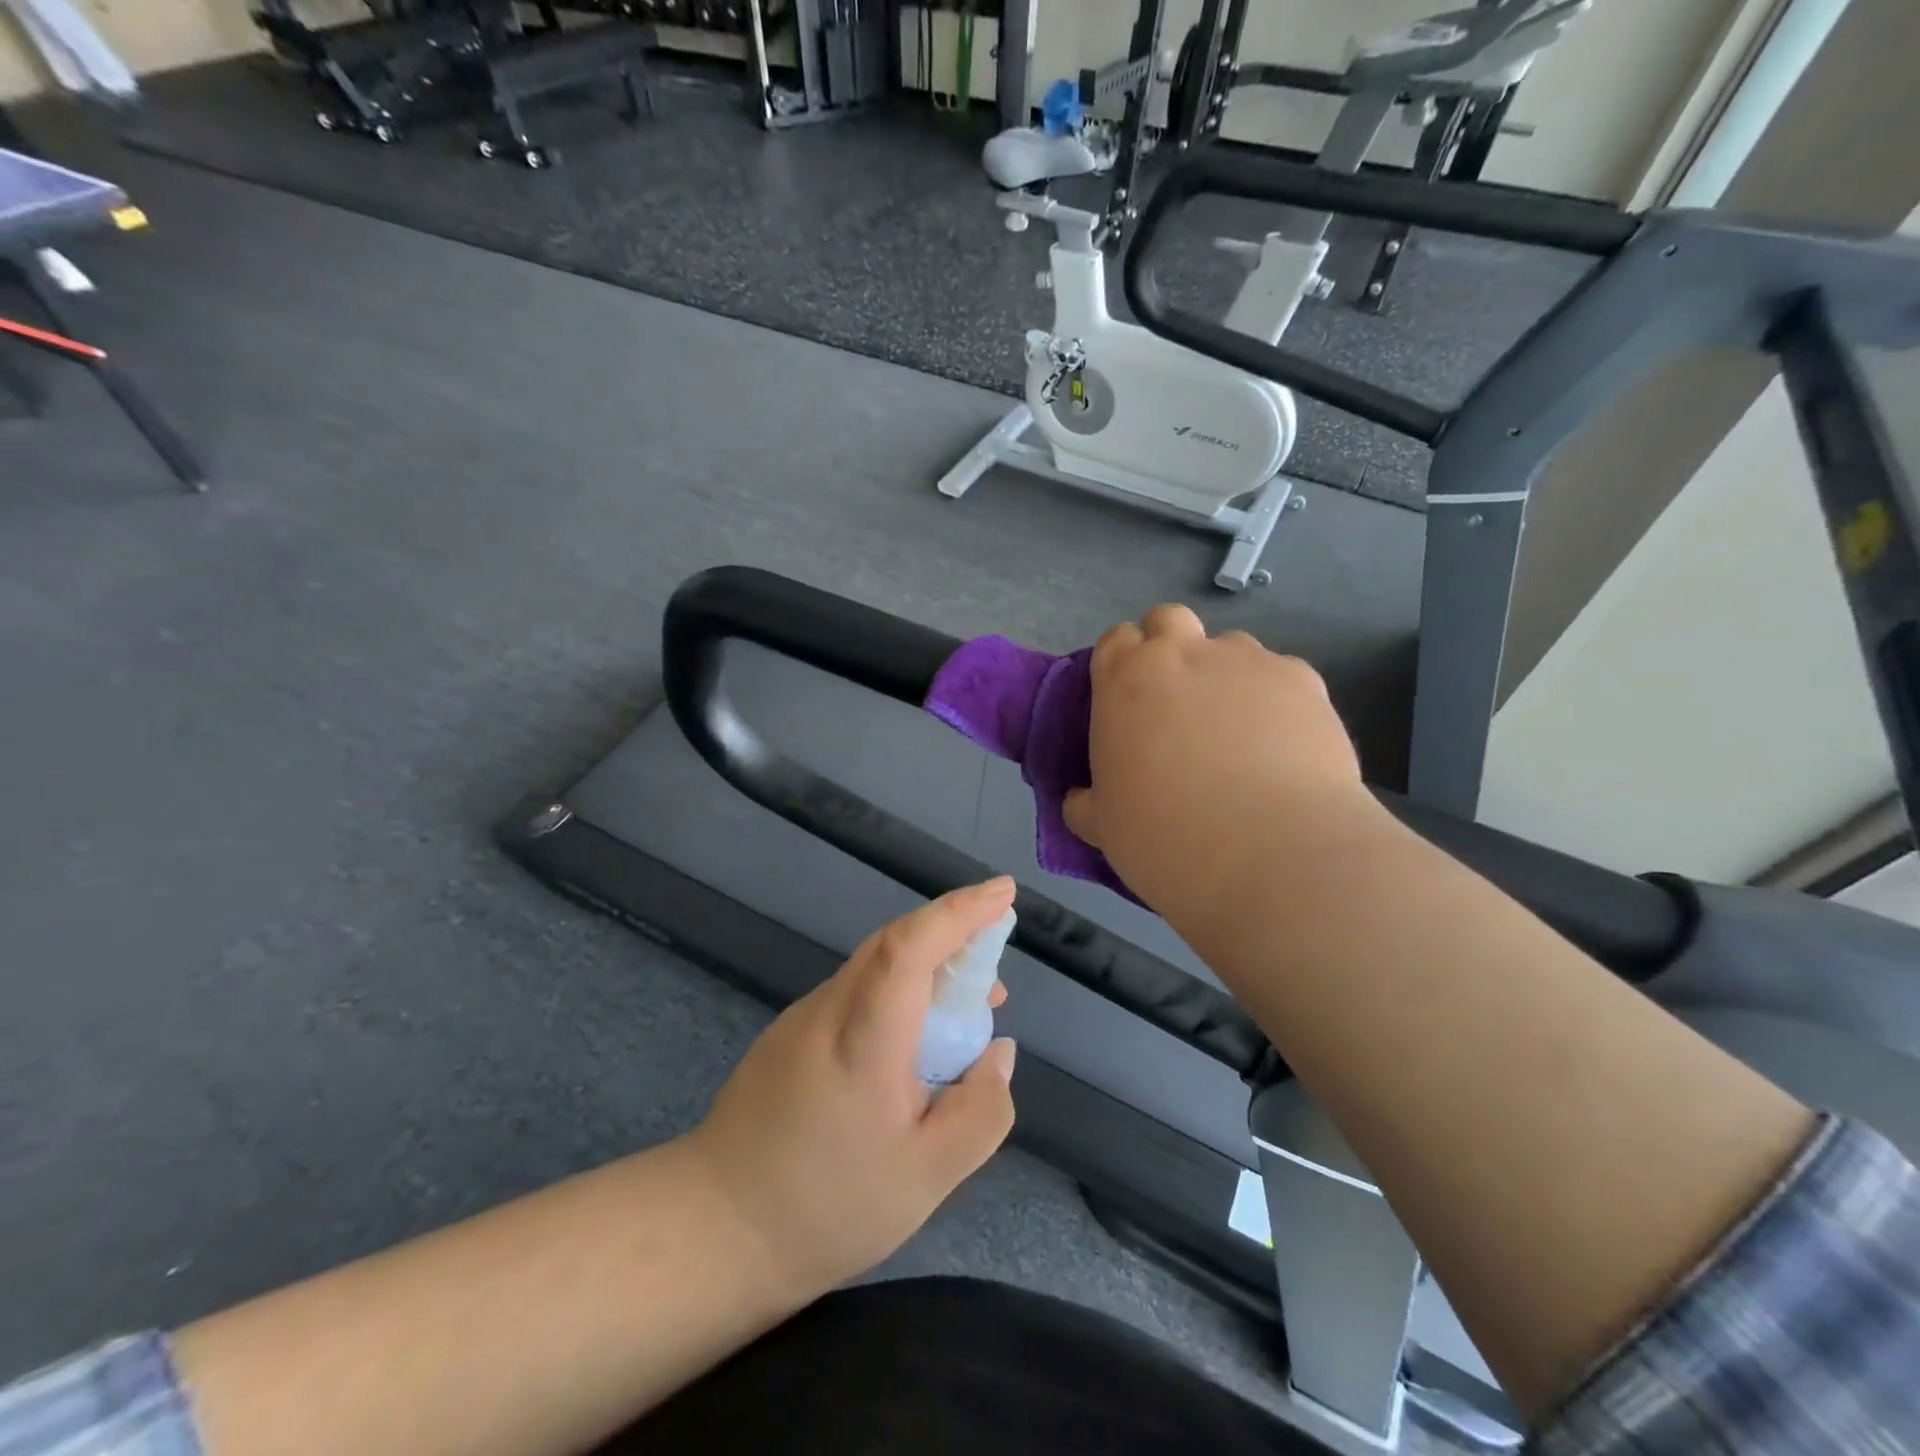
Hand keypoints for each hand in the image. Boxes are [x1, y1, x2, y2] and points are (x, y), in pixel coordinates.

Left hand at [687, 878, 1017, 1302]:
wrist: (711, 1231)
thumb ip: (980, 1111)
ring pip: (874, 966)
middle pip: (893, 942)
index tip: (1003, 892)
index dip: (960, 912)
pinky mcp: (788, 1034)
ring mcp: (802, 1018)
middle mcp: (829, 1009)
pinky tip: (911, 1041)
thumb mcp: (926, 1179)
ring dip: (926, 965)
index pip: (910, 946)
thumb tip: (998, 1052)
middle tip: (996, 957)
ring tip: (966, 1006)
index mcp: (863, 1039)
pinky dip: (896, 992)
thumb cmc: (825, 1208)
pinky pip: (855, 991)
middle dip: (952, 930)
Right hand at [1064, 604, 1371, 918]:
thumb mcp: (1102, 827)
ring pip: (1229, 648)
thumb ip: (1085, 802)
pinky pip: (1280, 676)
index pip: (1115, 641)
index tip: (1127, 705)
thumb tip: (1082, 797)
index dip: (1120, 667)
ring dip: (1224, 676)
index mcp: (1125, 680)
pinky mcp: (1303, 679)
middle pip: (1169, 620)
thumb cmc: (1166, 839)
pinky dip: (1275, 701)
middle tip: (1176, 706)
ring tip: (1238, 734)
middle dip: (1169, 649)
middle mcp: (1184, 654)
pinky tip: (1283, 748)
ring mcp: (1247, 661)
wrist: (1271, 855)